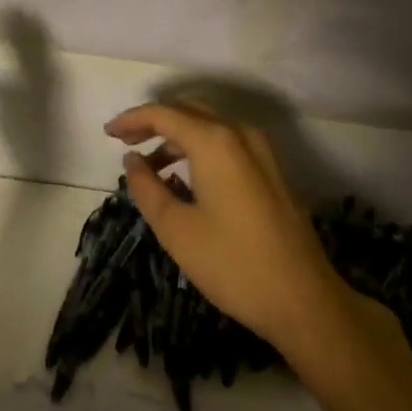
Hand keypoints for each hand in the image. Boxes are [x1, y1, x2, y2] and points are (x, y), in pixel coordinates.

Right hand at [106, 100, 343, 354]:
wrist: (304, 299)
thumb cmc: (232, 263)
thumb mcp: (176, 229)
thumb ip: (147, 188)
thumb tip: (132, 160)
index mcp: (215, 142)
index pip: (164, 114)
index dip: (132, 119)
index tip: (107, 134)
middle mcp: (240, 134)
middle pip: (189, 111)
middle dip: (154, 122)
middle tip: (125, 142)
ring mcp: (262, 151)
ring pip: (211, 126)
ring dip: (177, 137)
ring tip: (150, 166)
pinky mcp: (272, 172)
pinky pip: (228, 144)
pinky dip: (200, 149)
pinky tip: (185, 178)